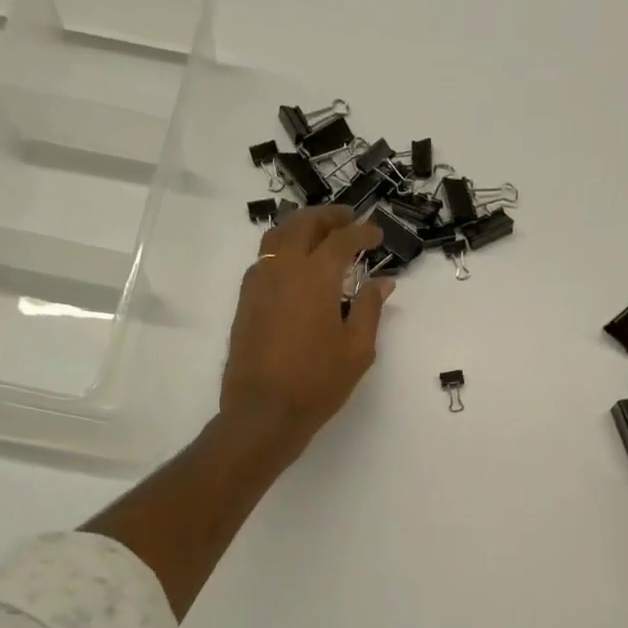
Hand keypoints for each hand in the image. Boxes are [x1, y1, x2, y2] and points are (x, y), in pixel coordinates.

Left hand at [220, 206, 393, 453]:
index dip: (362, 232)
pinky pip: (264, 258)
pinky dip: (282, 248)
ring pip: (277, 235)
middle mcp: (283, 268)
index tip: (377, 235)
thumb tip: (382, 282)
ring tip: (319, 233)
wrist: (264, 410)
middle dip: (329, 217)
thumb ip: (369, 309)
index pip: (341, 239)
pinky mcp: (245, 300)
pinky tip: (294, 266)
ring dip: (301, 226)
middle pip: (304, 224)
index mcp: (315, 276)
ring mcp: (259, 282)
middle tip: (348, 220)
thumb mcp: (357, 349)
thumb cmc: (317, 382)